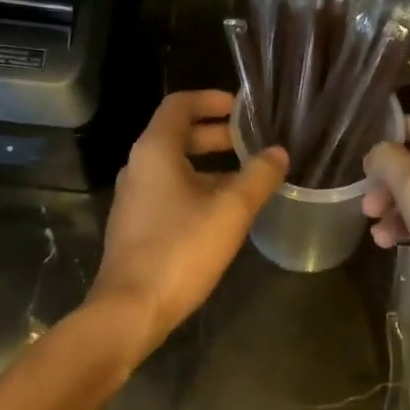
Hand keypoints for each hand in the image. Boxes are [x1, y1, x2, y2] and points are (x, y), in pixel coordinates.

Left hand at [89, 91, 287, 356]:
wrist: (130, 309)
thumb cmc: (180, 250)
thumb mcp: (230, 210)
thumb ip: (258, 176)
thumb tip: (278, 152)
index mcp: (155, 151)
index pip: (180, 105)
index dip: (211, 99)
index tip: (242, 107)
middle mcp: (139, 166)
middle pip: (178, 135)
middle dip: (216, 134)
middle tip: (252, 141)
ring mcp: (134, 198)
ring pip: (175, 167)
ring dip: (210, 165)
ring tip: (247, 177)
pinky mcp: (136, 225)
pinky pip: (169, 192)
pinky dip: (197, 188)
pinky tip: (223, 212)